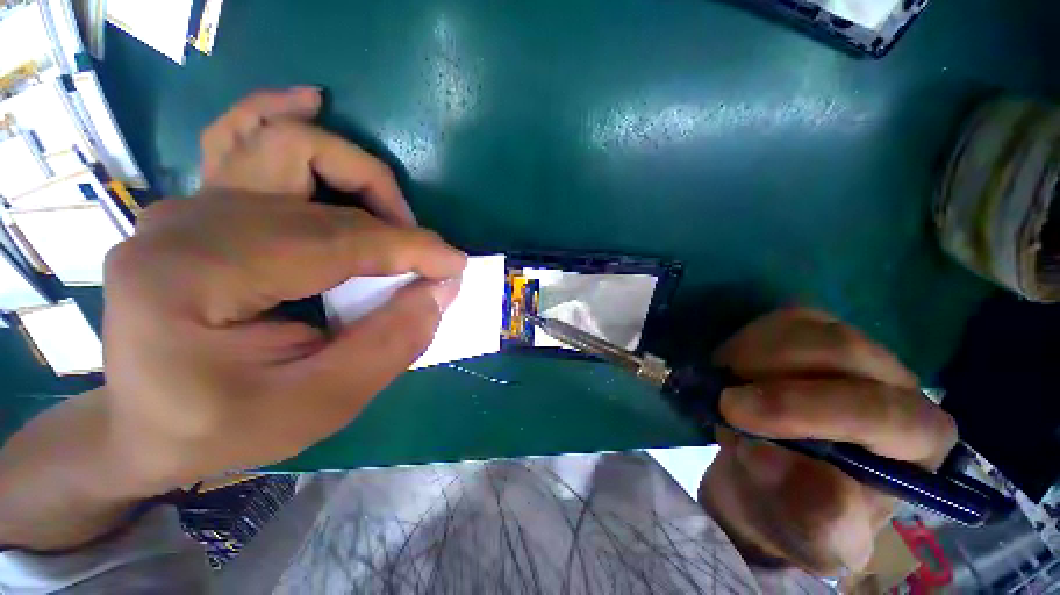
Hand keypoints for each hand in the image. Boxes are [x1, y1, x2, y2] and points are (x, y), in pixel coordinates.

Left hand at [101, 88, 466, 495]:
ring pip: (283, 144)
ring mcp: (185, 208)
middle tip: (421, 259)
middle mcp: (183, 224)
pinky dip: (284, 116)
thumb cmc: (226, 427)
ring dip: (353, 171)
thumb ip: (391, 342)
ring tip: (392, 208)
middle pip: (314, 188)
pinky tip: (313, 103)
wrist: (148, 429)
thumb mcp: (320, 405)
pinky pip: (241, 137)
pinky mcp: (197, 209)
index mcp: (194, 277)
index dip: (409, 249)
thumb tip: (442, 287)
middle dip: (390, 220)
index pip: (334, 241)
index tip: (456, 264)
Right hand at [699, 308, 956, 575]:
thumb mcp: (807, 537)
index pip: (884, 412)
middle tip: (722, 399)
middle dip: (771, 374)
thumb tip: (769, 457)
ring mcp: (857, 352)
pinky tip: (735, 367)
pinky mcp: (817, 333)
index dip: (805, 407)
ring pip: (809, 325)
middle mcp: (899, 386)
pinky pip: (784, 317)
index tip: (734, 411)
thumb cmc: (795, 515)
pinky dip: (749, 338)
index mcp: (918, 445)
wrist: (770, 480)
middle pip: (844, 352)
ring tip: (729, 386)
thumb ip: (810, 513)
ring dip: (753, 353)